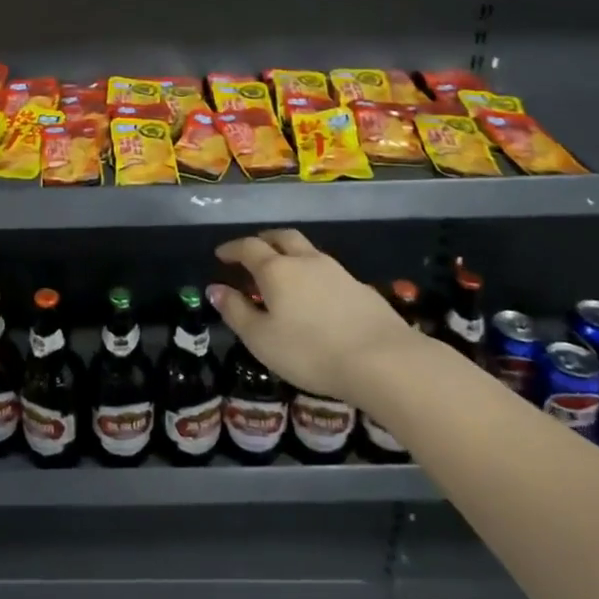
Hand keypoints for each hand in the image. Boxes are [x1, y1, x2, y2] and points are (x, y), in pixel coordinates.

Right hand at [208, 229, 419, 403]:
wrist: (383, 360)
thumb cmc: (310, 351)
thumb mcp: (261, 339)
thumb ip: (236, 311)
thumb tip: (215, 288)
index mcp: (276, 270)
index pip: (248, 247)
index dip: (232, 249)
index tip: (221, 254)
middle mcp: (306, 260)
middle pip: (282, 237)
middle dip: (264, 239)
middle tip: (252, 251)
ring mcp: (337, 271)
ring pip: (308, 250)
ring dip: (291, 253)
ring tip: (283, 271)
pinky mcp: (361, 288)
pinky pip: (328, 270)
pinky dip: (314, 273)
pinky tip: (316, 294)